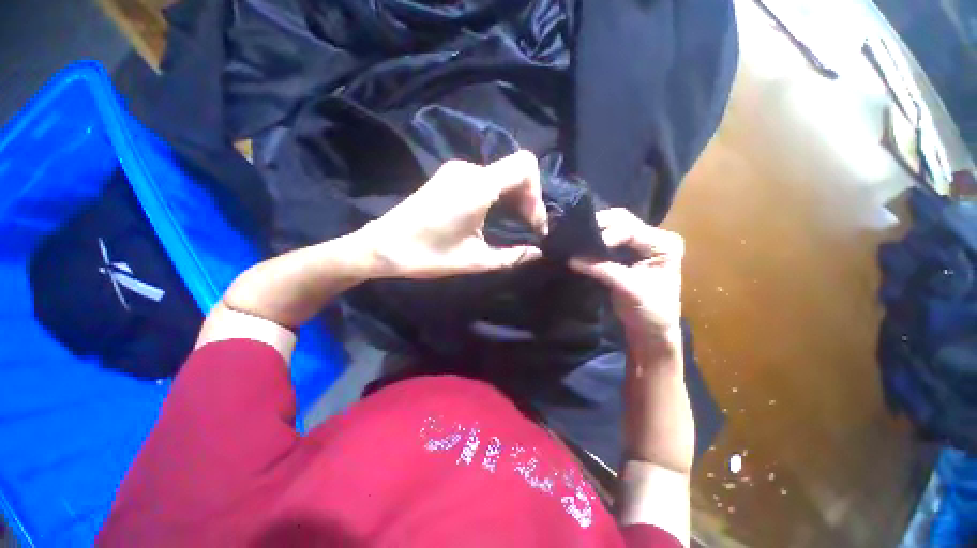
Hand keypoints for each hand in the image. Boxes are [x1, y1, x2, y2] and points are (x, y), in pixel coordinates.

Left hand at [361, 151, 548, 278]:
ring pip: (501, 174)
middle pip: (515, 171)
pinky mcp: (448, 176)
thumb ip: (512, 256)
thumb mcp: (474, 260)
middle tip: (528, 229)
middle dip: (528, 199)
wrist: (383, 246)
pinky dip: (498, 194)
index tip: (534, 224)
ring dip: (513, 198)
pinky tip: (494, 216)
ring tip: (514, 225)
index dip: (537, 194)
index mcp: (477, 186)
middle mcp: (468, 169)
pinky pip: (485, 178)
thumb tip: (537, 253)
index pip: (525, 166)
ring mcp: (456, 170)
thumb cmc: (428, 255)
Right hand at [569, 208, 683, 341]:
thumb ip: (602, 269)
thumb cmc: (650, 311)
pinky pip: (608, 238)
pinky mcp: (627, 252)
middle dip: (599, 226)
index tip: (583, 247)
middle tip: (576, 234)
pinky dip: (594, 240)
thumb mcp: (628, 289)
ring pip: (613, 226)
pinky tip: (581, 243)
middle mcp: (653, 237)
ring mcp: (640, 243)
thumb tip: (572, 258)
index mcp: (663, 244)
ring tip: (576, 237)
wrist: (651, 329)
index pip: (630, 230)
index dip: (606, 236)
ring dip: (595, 231)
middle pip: (622, 220)